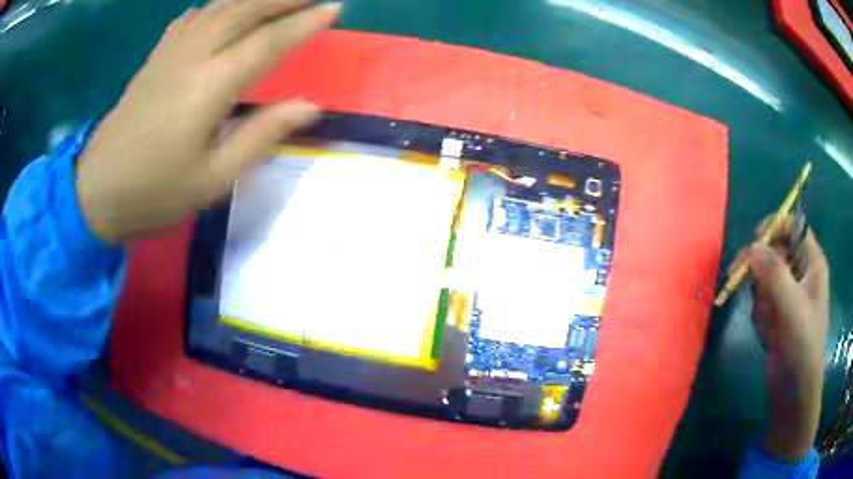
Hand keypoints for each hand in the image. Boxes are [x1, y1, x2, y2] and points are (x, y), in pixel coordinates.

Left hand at [76, 0, 339, 242]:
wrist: (95, 192)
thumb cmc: (154, 192)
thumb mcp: (212, 179)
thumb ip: (261, 136)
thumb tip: (310, 106)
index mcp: (209, 87)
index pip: (267, 41)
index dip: (304, 23)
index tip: (335, 9)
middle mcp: (192, 57)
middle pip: (245, 9)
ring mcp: (170, 53)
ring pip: (219, 6)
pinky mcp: (155, 58)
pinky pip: (192, 17)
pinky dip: (216, 5)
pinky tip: (224, 8)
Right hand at [736, 216, 829, 461]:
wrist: (794, 390)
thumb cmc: (802, 344)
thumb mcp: (791, 306)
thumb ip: (773, 273)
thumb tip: (750, 247)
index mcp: (812, 263)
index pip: (794, 226)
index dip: (776, 225)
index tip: (755, 239)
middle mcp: (801, 273)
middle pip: (776, 250)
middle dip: (760, 265)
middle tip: (738, 274)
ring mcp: (789, 294)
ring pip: (766, 277)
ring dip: (761, 297)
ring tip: (769, 321)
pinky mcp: (778, 313)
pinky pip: (763, 301)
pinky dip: (761, 314)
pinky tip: (768, 333)